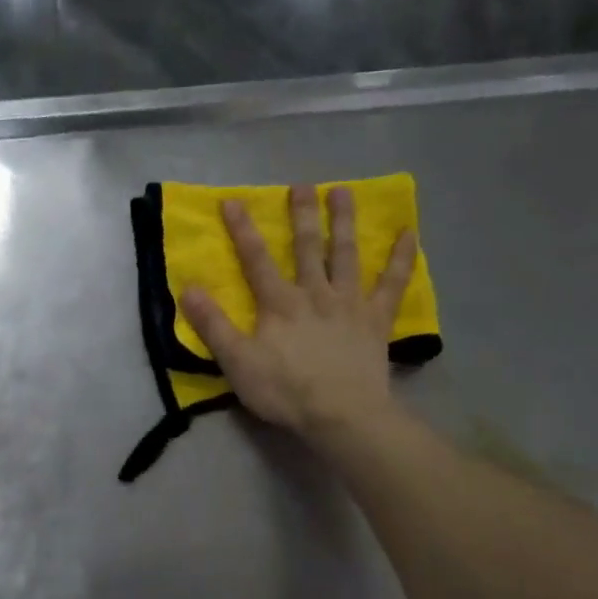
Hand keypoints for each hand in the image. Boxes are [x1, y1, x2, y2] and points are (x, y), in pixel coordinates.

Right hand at [179, 185, 416, 443]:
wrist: (341, 414)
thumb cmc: (285, 391)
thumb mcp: (237, 362)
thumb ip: (213, 325)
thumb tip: (189, 289)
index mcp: (279, 304)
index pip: (256, 260)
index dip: (243, 230)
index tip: (233, 200)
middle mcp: (315, 293)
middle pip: (307, 247)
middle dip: (301, 215)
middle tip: (302, 184)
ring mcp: (349, 303)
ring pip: (346, 254)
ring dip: (344, 222)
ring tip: (343, 191)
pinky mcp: (376, 320)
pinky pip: (392, 284)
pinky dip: (401, 258)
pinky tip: (408, 234)